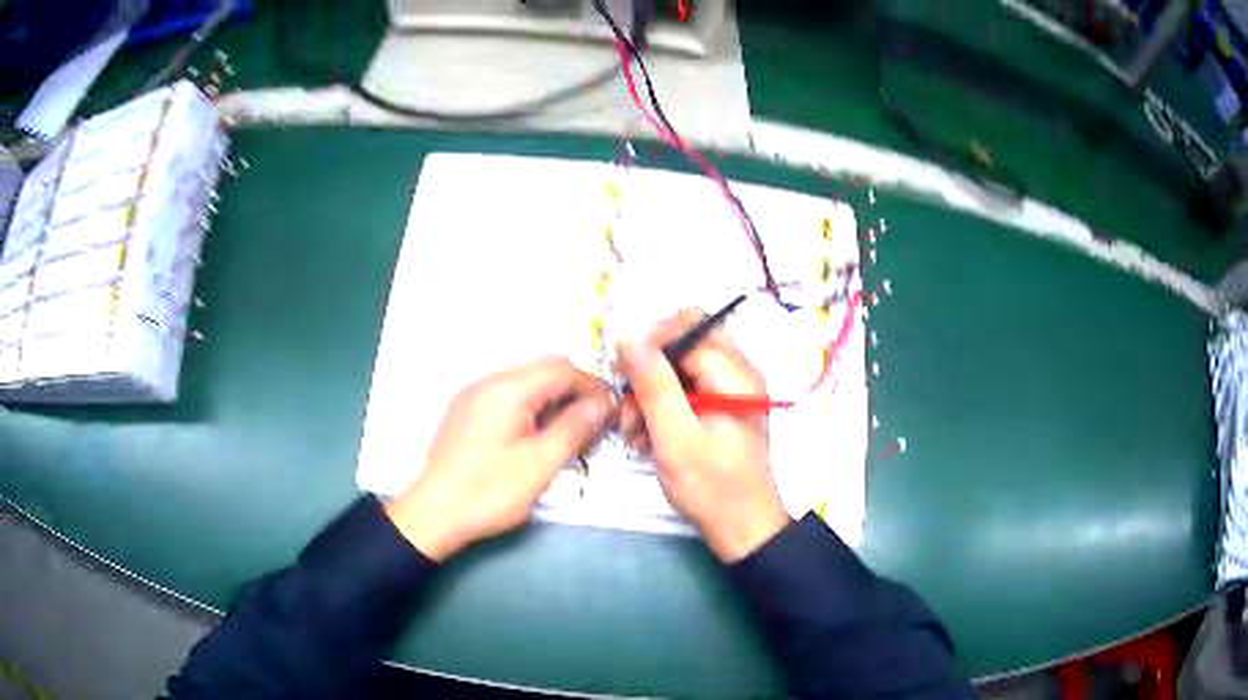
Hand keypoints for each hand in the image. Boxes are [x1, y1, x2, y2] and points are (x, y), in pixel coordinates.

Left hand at [385, 357, 615, 560]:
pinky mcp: (465, 412)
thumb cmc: (490, 491)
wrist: (433, 514)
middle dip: (574, 391)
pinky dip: (531, 409)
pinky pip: (507, 398)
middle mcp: (488, 382)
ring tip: (572, 431)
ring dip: (553, 400)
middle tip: (596, 422)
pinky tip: (539, 435)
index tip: (613, 410)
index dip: (592, 385)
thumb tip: (604, 402)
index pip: (561, 369)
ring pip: (525, 384)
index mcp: (507, 389)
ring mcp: (473, 396)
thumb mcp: (540, 464)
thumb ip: (574, 427)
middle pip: (542, 371)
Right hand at [618, 310, 790, 562]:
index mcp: (735, 374)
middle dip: (648, 371)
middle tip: (626, 406)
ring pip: (680, 369)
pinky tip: (648, 440)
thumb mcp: (675, 437)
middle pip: (683, 345)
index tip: (623, 375)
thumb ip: (653, 384)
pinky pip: (686, 392)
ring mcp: (730, 392)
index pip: (687, 327)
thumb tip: (627, 334)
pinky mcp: (721, 410)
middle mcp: (737, 373)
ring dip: (650, 395)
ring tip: (634, 433)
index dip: (650, 344)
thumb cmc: (712, 486)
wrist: (742, 529)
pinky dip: (663, 410)